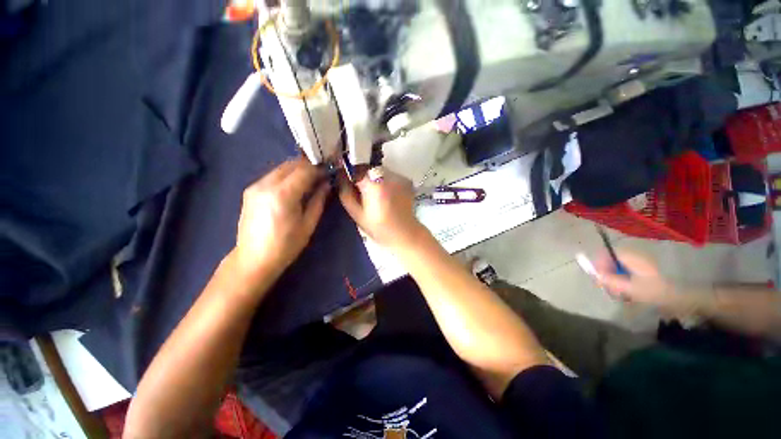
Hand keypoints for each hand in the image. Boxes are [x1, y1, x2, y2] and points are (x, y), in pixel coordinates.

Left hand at [233, 157, 329, 281]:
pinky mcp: (250, 190)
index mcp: (283, 194)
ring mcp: (255, 186)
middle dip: (309, 166)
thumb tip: (326, 184)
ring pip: (281, 168)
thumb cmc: (286, 246)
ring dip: (297, 170)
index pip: (304, 170)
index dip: (319, 169)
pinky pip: (273, 175)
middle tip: (322, 174)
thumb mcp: (308, 224)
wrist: (253, 259)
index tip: (330, 171)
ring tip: (310, 180)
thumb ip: (318, 200)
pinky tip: (294, 187)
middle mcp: (266, 184)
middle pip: (291, 164)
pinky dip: (286, 176)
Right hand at [338, 168, 425, 249]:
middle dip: (361, 175)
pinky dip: (384, 181)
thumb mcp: (356, 213)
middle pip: (368, 168)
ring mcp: (399, 177)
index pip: (355, 169)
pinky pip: (390, 175)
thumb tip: (341, 178)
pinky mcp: (406, 180)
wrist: (404, 233)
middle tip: (360, 190)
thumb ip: (346, 193)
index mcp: (373, 185)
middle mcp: (387, 176)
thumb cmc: (378, 227)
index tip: (346, 181)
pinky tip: (386, 194)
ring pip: (379, 170)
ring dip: (373, 178)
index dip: (348, 173)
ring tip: (374, 193)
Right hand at [593, 251, 679, 309]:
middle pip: (611, 262)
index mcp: (632, 257)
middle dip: (607, 274)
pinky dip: (622, 282)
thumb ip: (610, 280)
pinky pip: (626, 274)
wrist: (678, 300)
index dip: (600, 263)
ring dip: (614, 280)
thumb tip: (594, 274)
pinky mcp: (644, 273)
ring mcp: (640, 265)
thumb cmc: (653, 292)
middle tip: (608, 288)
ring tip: (618, 293)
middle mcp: (635, 257)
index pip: (607, 253)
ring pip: (618, 269)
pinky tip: (626, 293)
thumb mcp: (629, 288)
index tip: (598, 276)